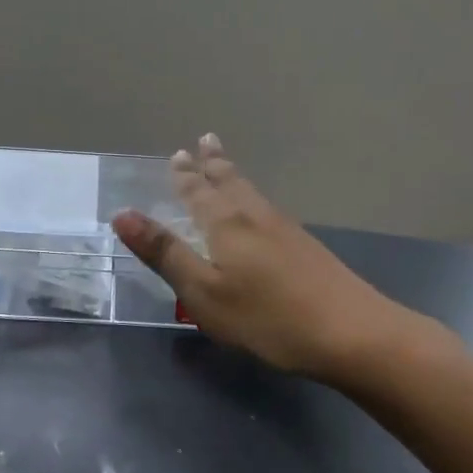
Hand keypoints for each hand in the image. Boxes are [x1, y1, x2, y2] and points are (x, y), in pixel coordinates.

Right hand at [111, 134, 405, 379]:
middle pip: (230, 182)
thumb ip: (165, 253)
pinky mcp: (306, 248)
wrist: (350, 332)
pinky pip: (268, 209)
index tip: (179, 153)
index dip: (185, 175)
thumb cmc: (266, 317)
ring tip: (225, 165)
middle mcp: (255, 217)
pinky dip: (254, 198)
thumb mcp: (203, 292)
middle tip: (206, 140)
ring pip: (252, 193)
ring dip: (234, 176)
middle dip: (213, 164)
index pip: (198, 192)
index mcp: (226, 224)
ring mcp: (286, 230)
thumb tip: (122, 213)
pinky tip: (261, 211)